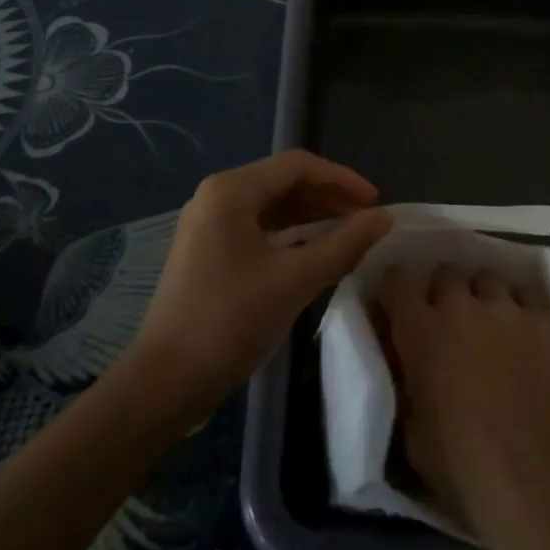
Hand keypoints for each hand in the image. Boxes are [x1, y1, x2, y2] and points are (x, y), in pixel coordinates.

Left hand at [125, 150, 391, 423]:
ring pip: (271, 205)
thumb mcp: (295, 280)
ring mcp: (207, 223)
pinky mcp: (206, 250)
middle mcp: (216, 195)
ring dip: (310, 216)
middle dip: (328, 197)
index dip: (342, 179)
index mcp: (231, 190)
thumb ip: (344, 244)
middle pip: (283, 181)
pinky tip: (313, 252)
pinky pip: (257, 227)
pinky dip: (289, 234)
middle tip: (365, 221)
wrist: (164, 384)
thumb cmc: (230, 321)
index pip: (298, 166)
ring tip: (347, 235)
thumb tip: (385, 218)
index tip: (375, 203)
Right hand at [377, 263, 549, 549]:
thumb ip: (408, 384)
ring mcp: (508, 308)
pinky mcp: (546, 319)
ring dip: (482, 295)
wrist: (540, 488)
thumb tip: (410, 364)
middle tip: (448, 320)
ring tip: (490, 323)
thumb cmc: (466, 472)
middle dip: (443, 291)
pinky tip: (525, 331)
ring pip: (487, 277)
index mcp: (421, 332)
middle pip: (446, 272)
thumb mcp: (413, 435)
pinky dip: (521, 305)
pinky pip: (528, 293)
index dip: (397, 291)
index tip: (399, 307)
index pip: (398, 280)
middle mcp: (461, 306)